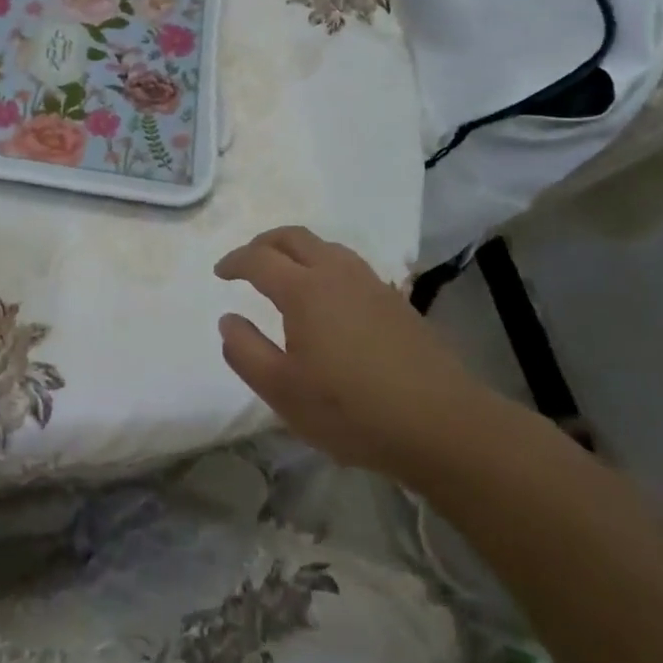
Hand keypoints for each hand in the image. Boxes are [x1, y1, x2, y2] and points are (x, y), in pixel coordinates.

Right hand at [215, 226, 492, 480]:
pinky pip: (350, 266)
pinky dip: (325, 266)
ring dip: (298, 251)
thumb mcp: (282, 391)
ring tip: (286, 274)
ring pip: (327, 247)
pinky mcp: (397, 301)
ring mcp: (371, 284)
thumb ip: (245, 351)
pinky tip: (329, 298)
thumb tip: (228, 320)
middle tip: (248, 262)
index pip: (259, 258)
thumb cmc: (352, 410)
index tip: (220, 273)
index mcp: (304, 290)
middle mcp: (336, 273)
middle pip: (294, 237)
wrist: (442, 425)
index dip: (235, 261)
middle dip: (264, 243)